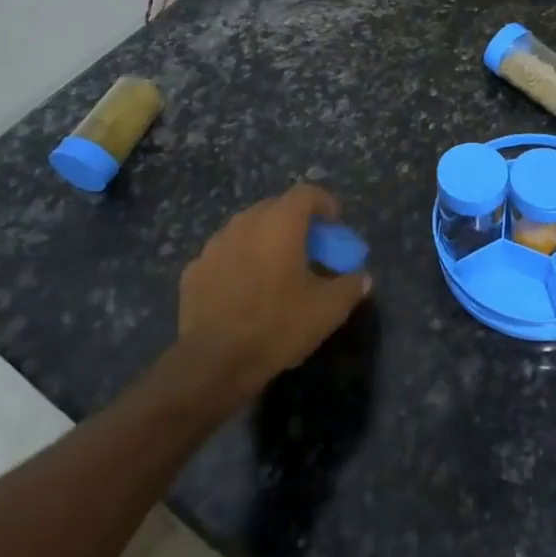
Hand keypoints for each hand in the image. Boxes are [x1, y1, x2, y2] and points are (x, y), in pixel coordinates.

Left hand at [177, 183, 371, 399]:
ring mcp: (214, 245)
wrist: (213, 363)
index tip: (335, 226)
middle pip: (275, 208)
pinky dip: (240, 262)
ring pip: (247, 230)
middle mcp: (244, 223)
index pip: (306, 193)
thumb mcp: (328, 310)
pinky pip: (225, 255)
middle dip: (296, 222)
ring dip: (265, 241)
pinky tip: (245, 291)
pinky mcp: (193, 270)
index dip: (325, 204)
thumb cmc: (277, 326)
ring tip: (276, 270)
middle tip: (309, 249)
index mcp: (279, 224)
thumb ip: (350, 286)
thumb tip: (361, 277)